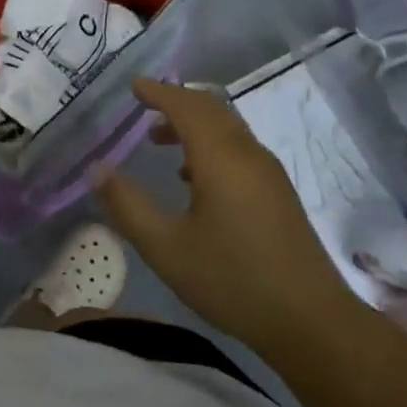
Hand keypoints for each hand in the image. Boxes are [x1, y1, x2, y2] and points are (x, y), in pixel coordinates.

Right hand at [91, 79, 348, 345]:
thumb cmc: (232, 280)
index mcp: (221, 159)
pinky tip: (193, 178)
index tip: (134, 86)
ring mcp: (269, 173)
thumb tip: (97, 169)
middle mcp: (248, 155)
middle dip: (176, 102)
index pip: (187, 107)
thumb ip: (127, 205)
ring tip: (160, 141)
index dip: (159, 92)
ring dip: (193, 124)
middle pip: (212, 109)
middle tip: (144, 107)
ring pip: (228, 129)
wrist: (310, 320)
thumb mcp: (166, 248)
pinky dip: (211, 144)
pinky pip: (239, 149)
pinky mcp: (278, 193)